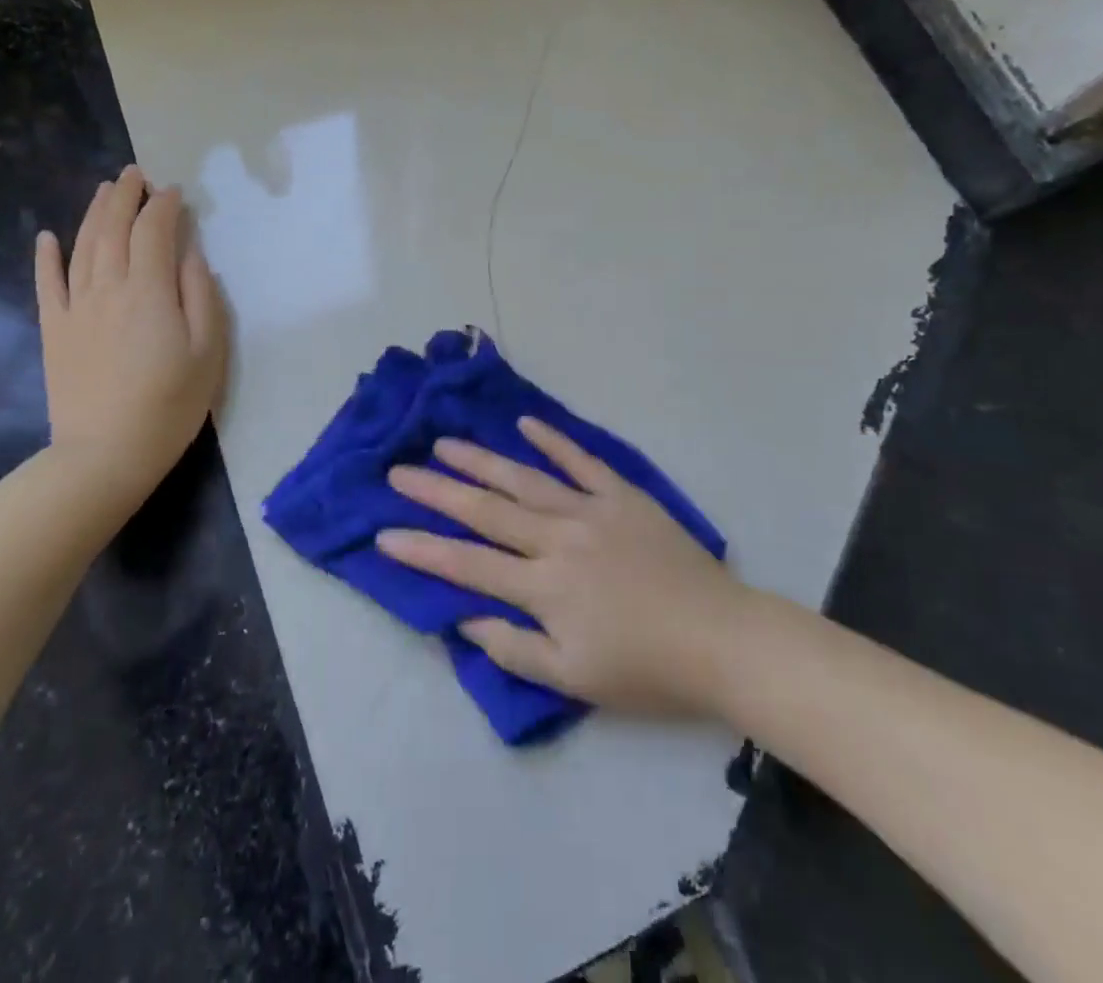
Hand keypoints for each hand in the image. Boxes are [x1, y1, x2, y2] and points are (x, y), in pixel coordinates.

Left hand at [35, 166, 227, 496]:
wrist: (106, 453)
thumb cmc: (171, 403)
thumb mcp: (208, 350)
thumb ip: (202, 296)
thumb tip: (191, 255)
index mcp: (150, 291)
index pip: (155, 232)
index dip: (165, 207)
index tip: (176, 192)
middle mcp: (108, 287)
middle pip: (114, 229)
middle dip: (126, 197)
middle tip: (136, 175)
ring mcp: (76, 307)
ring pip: (82, 247)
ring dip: (94, 214)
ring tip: (105, 190)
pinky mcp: (55, 330)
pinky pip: (47, 283)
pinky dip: (46, 256)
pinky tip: (47, 237)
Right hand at [378, 418, 746, 716]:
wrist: (719, 638)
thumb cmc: (645, 669)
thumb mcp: (572, 679)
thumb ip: (513, 648)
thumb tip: (464, 617)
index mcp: (543, 587)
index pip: (467, 564)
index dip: (422, 549)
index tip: (383, 533)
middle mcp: (558, 539)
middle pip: (486, 511)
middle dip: (437, 491)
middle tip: (399, 471)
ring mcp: (591, 510)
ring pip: (524, 479)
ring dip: (481, 460)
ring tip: (445, 443)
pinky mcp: (622, 495)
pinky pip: (582, 461)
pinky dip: (553, 440)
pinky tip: (526, 423)